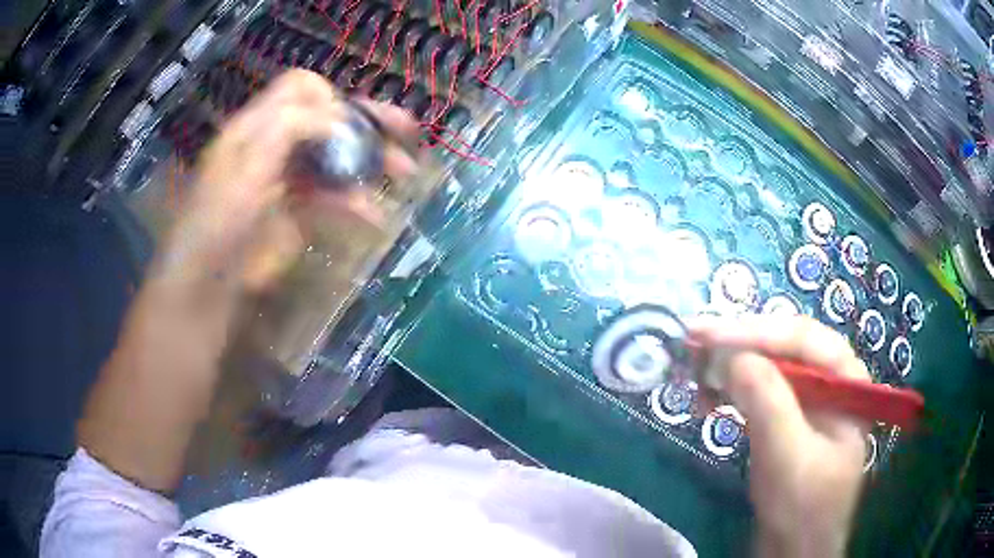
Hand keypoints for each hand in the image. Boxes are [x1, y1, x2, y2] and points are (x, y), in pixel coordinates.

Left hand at [159, 69, 418, 292]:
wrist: (209, 282)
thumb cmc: (220, 218)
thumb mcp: (247, 163)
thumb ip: (290, 127)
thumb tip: (341, 119)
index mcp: (259, 124)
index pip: (300, 87)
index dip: (327, 97)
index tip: (344, 123)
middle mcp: (277, 144)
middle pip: (328, 119)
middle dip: (367, 121)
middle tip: (407, 130)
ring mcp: (290, 178)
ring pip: (337, 157)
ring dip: (371, 162)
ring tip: (404, 173)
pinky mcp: (299, 213)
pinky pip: (335, 198)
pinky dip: (358, 203)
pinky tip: (375, 215)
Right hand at [689, 315, 868, 556]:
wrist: (794, 550)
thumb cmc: (803, 507)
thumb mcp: (789, 458)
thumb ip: (769, 404)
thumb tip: (732, 356)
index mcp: (846, 380)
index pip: (803, 339)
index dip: (756, 331)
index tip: (708, 334)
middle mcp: (828, 380)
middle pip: (784, 346)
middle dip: (739, 344)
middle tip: (693, 341)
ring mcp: (806, 400)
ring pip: (767, 366)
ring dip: (731, 366)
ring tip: (695, 373)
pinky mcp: (784, 418)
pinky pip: (757, 392)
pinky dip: (730, 391)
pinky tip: (708, 399)